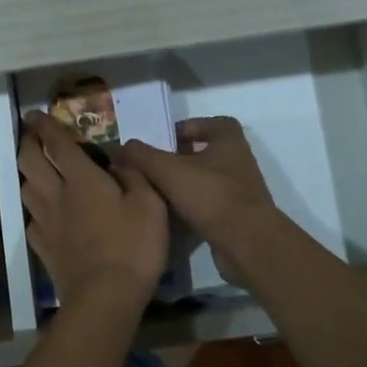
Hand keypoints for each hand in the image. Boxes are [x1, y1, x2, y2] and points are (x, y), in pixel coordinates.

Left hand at [17, 112, 168, 318]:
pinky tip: (43, 212)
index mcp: (82, 179)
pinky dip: (34, 209)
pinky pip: (30, 220)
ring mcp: (45, 222)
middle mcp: (57, 194)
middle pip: (29, 161)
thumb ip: (134, 175)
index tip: (34, 113)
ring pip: (25, 188)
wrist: (104, 298)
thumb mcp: (150, 204)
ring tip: (35, 169)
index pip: (57, 143)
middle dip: (27, 143)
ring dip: (27, 173)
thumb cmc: (132, 246)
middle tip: (31, 135)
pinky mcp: (42, 248)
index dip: (45, 125)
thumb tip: (119, 159)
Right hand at [118, 117, 276, 287]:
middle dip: (179, 159)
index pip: (211, 123)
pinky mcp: (237, 218)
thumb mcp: (168, 170)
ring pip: (205, 181)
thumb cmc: (210, 195)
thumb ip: (141, 155)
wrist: (247, 244)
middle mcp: (238, 162)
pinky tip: (170, 216)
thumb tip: (119, 147)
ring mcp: (240, 191)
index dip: (188, 127)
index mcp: (229, 141)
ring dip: (184, 185)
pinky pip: (209, 206)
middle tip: (152, 167)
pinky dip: (191, 208)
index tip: (165, 140)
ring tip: (156, 192)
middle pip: (205, 153)